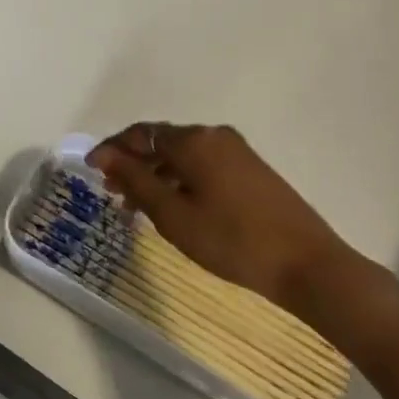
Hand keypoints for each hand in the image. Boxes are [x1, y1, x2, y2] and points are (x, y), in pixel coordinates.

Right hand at [86, 123, 366, 322]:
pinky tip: (174, 207)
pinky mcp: (251, 170)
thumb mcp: (173, 214)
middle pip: (161, 142)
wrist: (307, 264)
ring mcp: (237, 152)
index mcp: (193, 140)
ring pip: (182, 156)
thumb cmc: (232, 240)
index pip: (139, 134)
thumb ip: (135, 180)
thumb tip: (105, 155)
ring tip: (138, 207)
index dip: (111, 149)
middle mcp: (214, 136)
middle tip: (112, 193)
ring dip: (156, 175)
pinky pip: (203, 166)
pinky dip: (180, 180)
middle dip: (133, 164)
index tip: (90, 170)